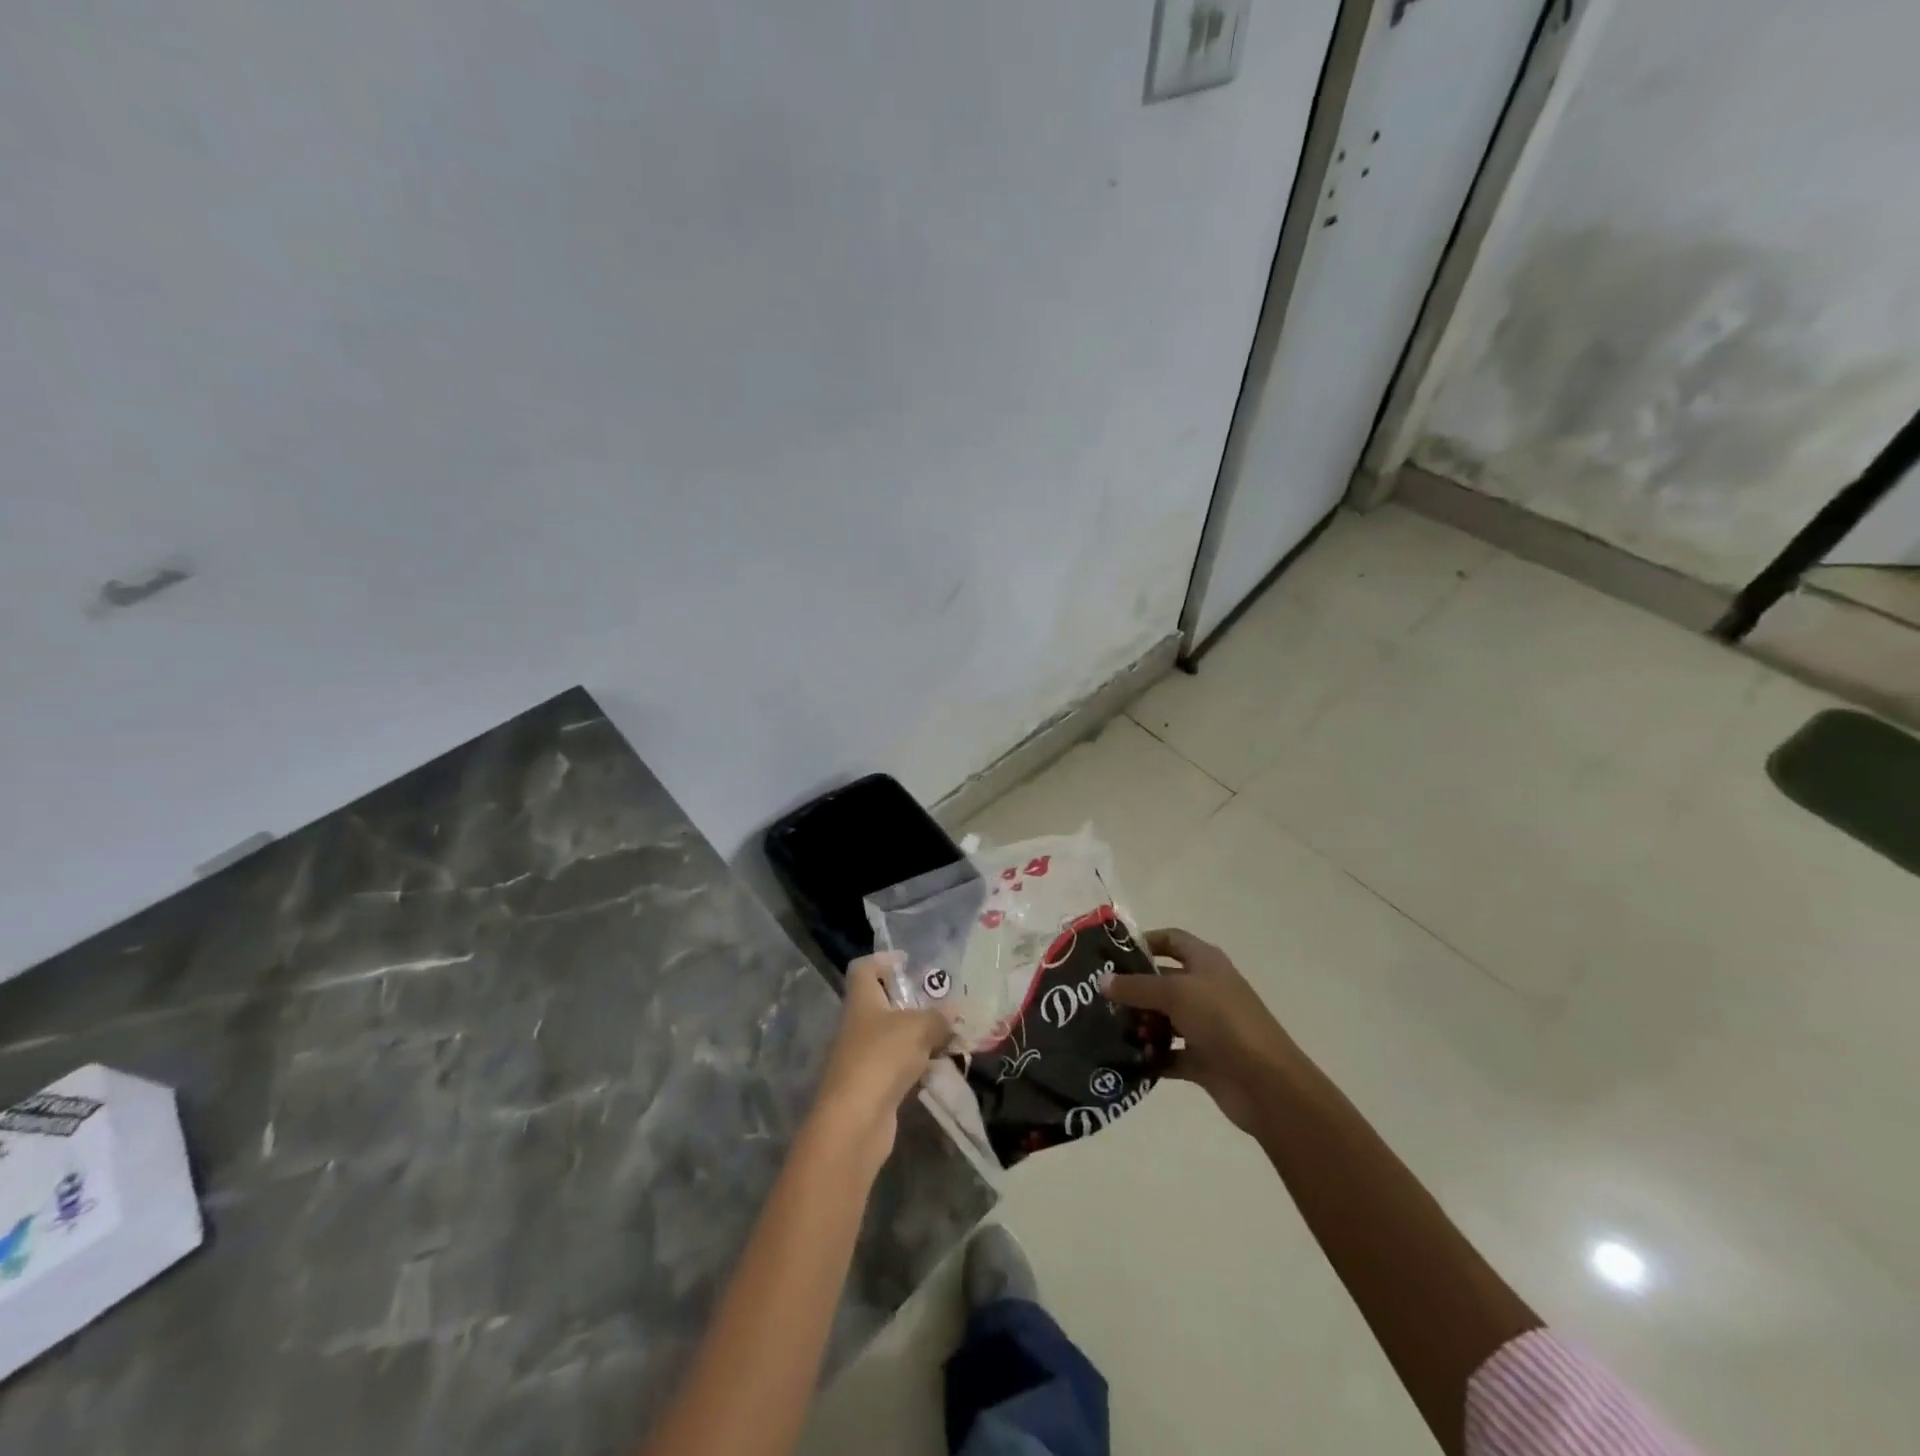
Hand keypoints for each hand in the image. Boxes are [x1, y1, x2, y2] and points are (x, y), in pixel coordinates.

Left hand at [809, 953, 952, 1167]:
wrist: (855, 1121)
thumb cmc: (882, 1057)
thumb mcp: (919, 1027)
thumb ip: (939, 1017)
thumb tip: (952, 1014)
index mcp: (861, 1000)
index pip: (863, 968)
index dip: (883, 960)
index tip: (907, 961)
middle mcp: (858, 1025)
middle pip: (882, 1003)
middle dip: (911, 1001)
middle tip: (942, 1002)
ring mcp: (862, 1057)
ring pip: (893, 1036)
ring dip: (918, 1036)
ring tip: (950, 1035)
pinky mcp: (872, 1086)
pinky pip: (898, 1065)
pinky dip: (917, 1064)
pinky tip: (939, 1068)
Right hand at [1102, 928, 1298, 1134]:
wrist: (1266, 1083)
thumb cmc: (1222, 1021)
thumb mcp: (1175, 993)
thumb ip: (1136, 986)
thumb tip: (1102, 981)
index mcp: (1206, 963)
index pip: (1172, 940)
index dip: (1145, 942)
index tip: (1112, 954)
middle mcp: (1205, 990)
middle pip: (1163, 981)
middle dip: (1133, 989)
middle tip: (1098, 997)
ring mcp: (1205, 1026)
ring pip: (1164, 1019)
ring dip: (1140, 1024)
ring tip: (1107, 1031)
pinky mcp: (1203, 1060)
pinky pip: (1169, 1054)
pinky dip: (1151, 1057)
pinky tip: (1124, 1060)